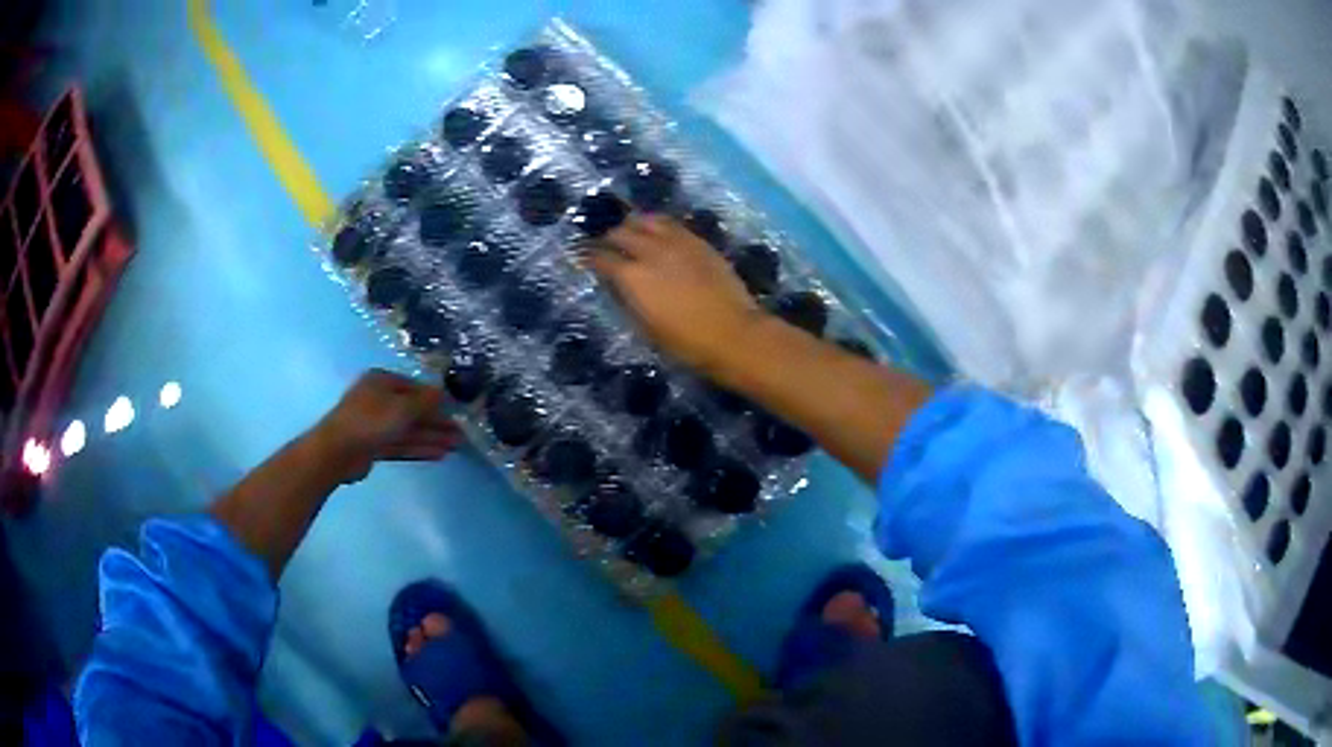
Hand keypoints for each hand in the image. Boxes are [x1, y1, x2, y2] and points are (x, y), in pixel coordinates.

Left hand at [311, 370, 463, 483]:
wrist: (337, 451)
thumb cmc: (370, 421)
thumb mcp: (402, 407)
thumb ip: (425, 401)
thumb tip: (444, 392)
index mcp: (382, 381)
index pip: (415, 388)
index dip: (437, 400)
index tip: (457, 411)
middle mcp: (379, 399)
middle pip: (413, 410)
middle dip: (437, 422)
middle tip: (461, 433)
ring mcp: (375, 423)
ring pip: (409, 429)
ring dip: (431, 437)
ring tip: (456, 446)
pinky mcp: (374, 445)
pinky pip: (401, 444)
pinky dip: (418, 448)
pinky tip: (439, 455)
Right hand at [588, 216, 762, 371]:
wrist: (733, 334)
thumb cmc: (686, 343)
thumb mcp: (645, 327)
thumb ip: (627, 299)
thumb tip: (617, 284)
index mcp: (632, 277)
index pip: (600, 258)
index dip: (588, 256)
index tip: (582, 256)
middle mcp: (650, 252)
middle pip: (620, 233)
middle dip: (608, 238)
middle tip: (605, 245)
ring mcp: (676, 242)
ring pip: (645, 220)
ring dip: (632, 225)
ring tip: (630, 232)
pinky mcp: (697, 241)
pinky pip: (670, 223)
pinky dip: (657, 224)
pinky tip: (657, 231)